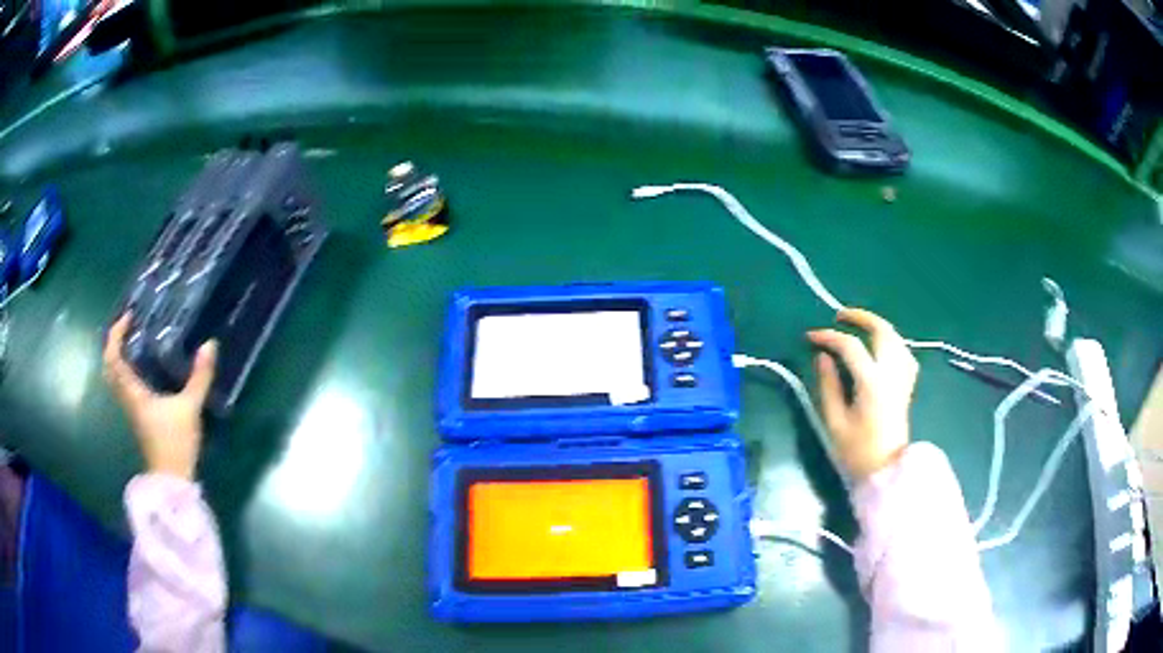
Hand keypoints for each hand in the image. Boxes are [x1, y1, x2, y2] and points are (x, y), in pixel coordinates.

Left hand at [103, 313, 217, 479]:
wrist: (172, 479)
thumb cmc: (175, 442)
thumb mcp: (190, 408)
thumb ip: (200, 377)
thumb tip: (210, 345)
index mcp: (133, 392)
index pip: (114, 357)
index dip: (116, 333)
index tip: (129, 317)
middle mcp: (127, 397)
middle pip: (109, 367)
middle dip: (113, 343)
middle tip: (126, 327)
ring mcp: (131, 409)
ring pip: (114, 377)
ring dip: (117, 356)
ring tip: (132, 342)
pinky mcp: (138, 416)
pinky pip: (123, 386)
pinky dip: (125, 370)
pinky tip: (140, 367)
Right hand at [808, 308, 918, 480]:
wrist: (886, 470)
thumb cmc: (857, 451)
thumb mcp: (835, 421)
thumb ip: (828, 385)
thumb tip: (823, 357)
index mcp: (872, 382)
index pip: (850, 347)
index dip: (828, 337)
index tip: (810, 337)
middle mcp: (892, 372)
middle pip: (881, 330)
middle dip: (860, 318)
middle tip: (839, 316)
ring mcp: (903, 377)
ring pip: (895, 337)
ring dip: (876, 326)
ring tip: (858, 328)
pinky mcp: (907, 384)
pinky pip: (902, 351)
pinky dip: (890, 341)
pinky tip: (880, 347)